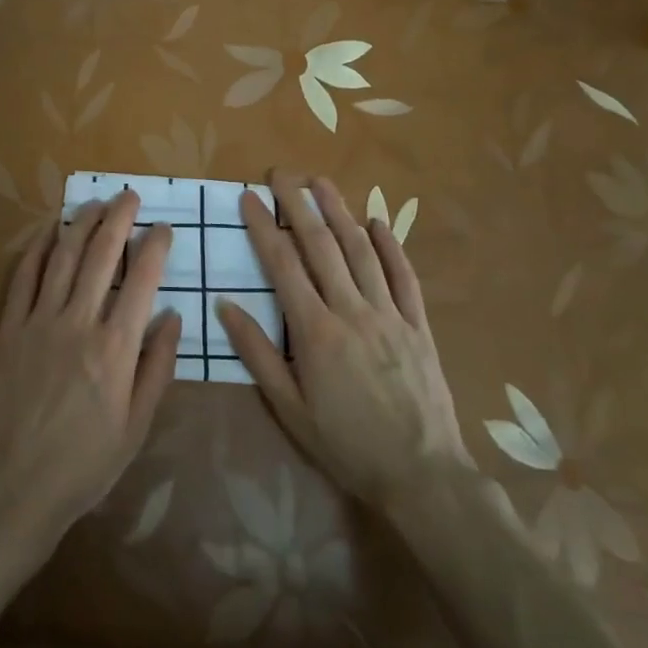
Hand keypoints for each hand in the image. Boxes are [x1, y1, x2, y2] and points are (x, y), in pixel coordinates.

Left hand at [0, 191, 181, 557]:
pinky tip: (48, 230)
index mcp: (116, 349)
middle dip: (118, 219)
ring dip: (81, 224)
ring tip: (95, 202)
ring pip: (63, 257)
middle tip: (129, 195)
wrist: (12, 487)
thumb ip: (157, 368)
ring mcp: (39, 322)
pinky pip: (23, 278)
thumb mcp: (136, 428)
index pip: (142, 281)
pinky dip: (37, 249)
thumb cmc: (83, 465)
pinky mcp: (9, 329)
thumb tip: (173, 317)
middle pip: (102, 256)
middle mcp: (79, 323)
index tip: (163, 228)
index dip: (155, 247)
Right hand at [216, 173, 470, 513]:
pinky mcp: (418, 325)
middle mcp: (352, 311)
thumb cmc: (347, 445)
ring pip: (361, 251)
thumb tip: (225, 307)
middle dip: (299, 205)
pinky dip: (390, 246)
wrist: (422, 474)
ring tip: (322, 182)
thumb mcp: (290, 410)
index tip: (249, 198)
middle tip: (281, 173)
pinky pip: (404, 276)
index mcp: (316, 332)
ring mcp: (390, 314)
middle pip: (322, 246)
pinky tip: (378, 222)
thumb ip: (257, 355)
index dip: (264, 227)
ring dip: (340, 212)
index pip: (283, 266)